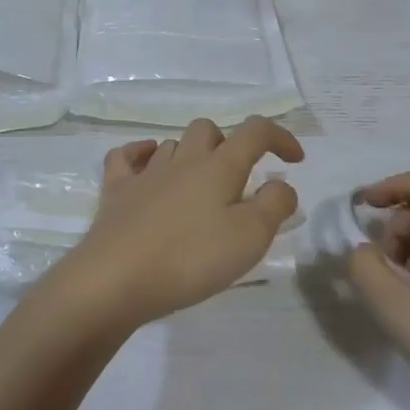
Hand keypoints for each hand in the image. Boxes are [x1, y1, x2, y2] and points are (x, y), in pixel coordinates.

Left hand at [53, 116, 303, 329]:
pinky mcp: (115, 193)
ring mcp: (145, 174)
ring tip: (200, 187)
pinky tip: (147, 165)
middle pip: (207, 130)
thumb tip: (281, 185)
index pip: (255, 132)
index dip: (280, 137)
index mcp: (218, 167)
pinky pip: (125, 158)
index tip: (295, 160)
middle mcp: (182, 160)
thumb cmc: (190, 258)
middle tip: (239, 181)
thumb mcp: (250, 237)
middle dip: (229, 145)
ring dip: (190, 156)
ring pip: (171, 144)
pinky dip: (140, 154)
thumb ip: (274, 206)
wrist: (115, 279)